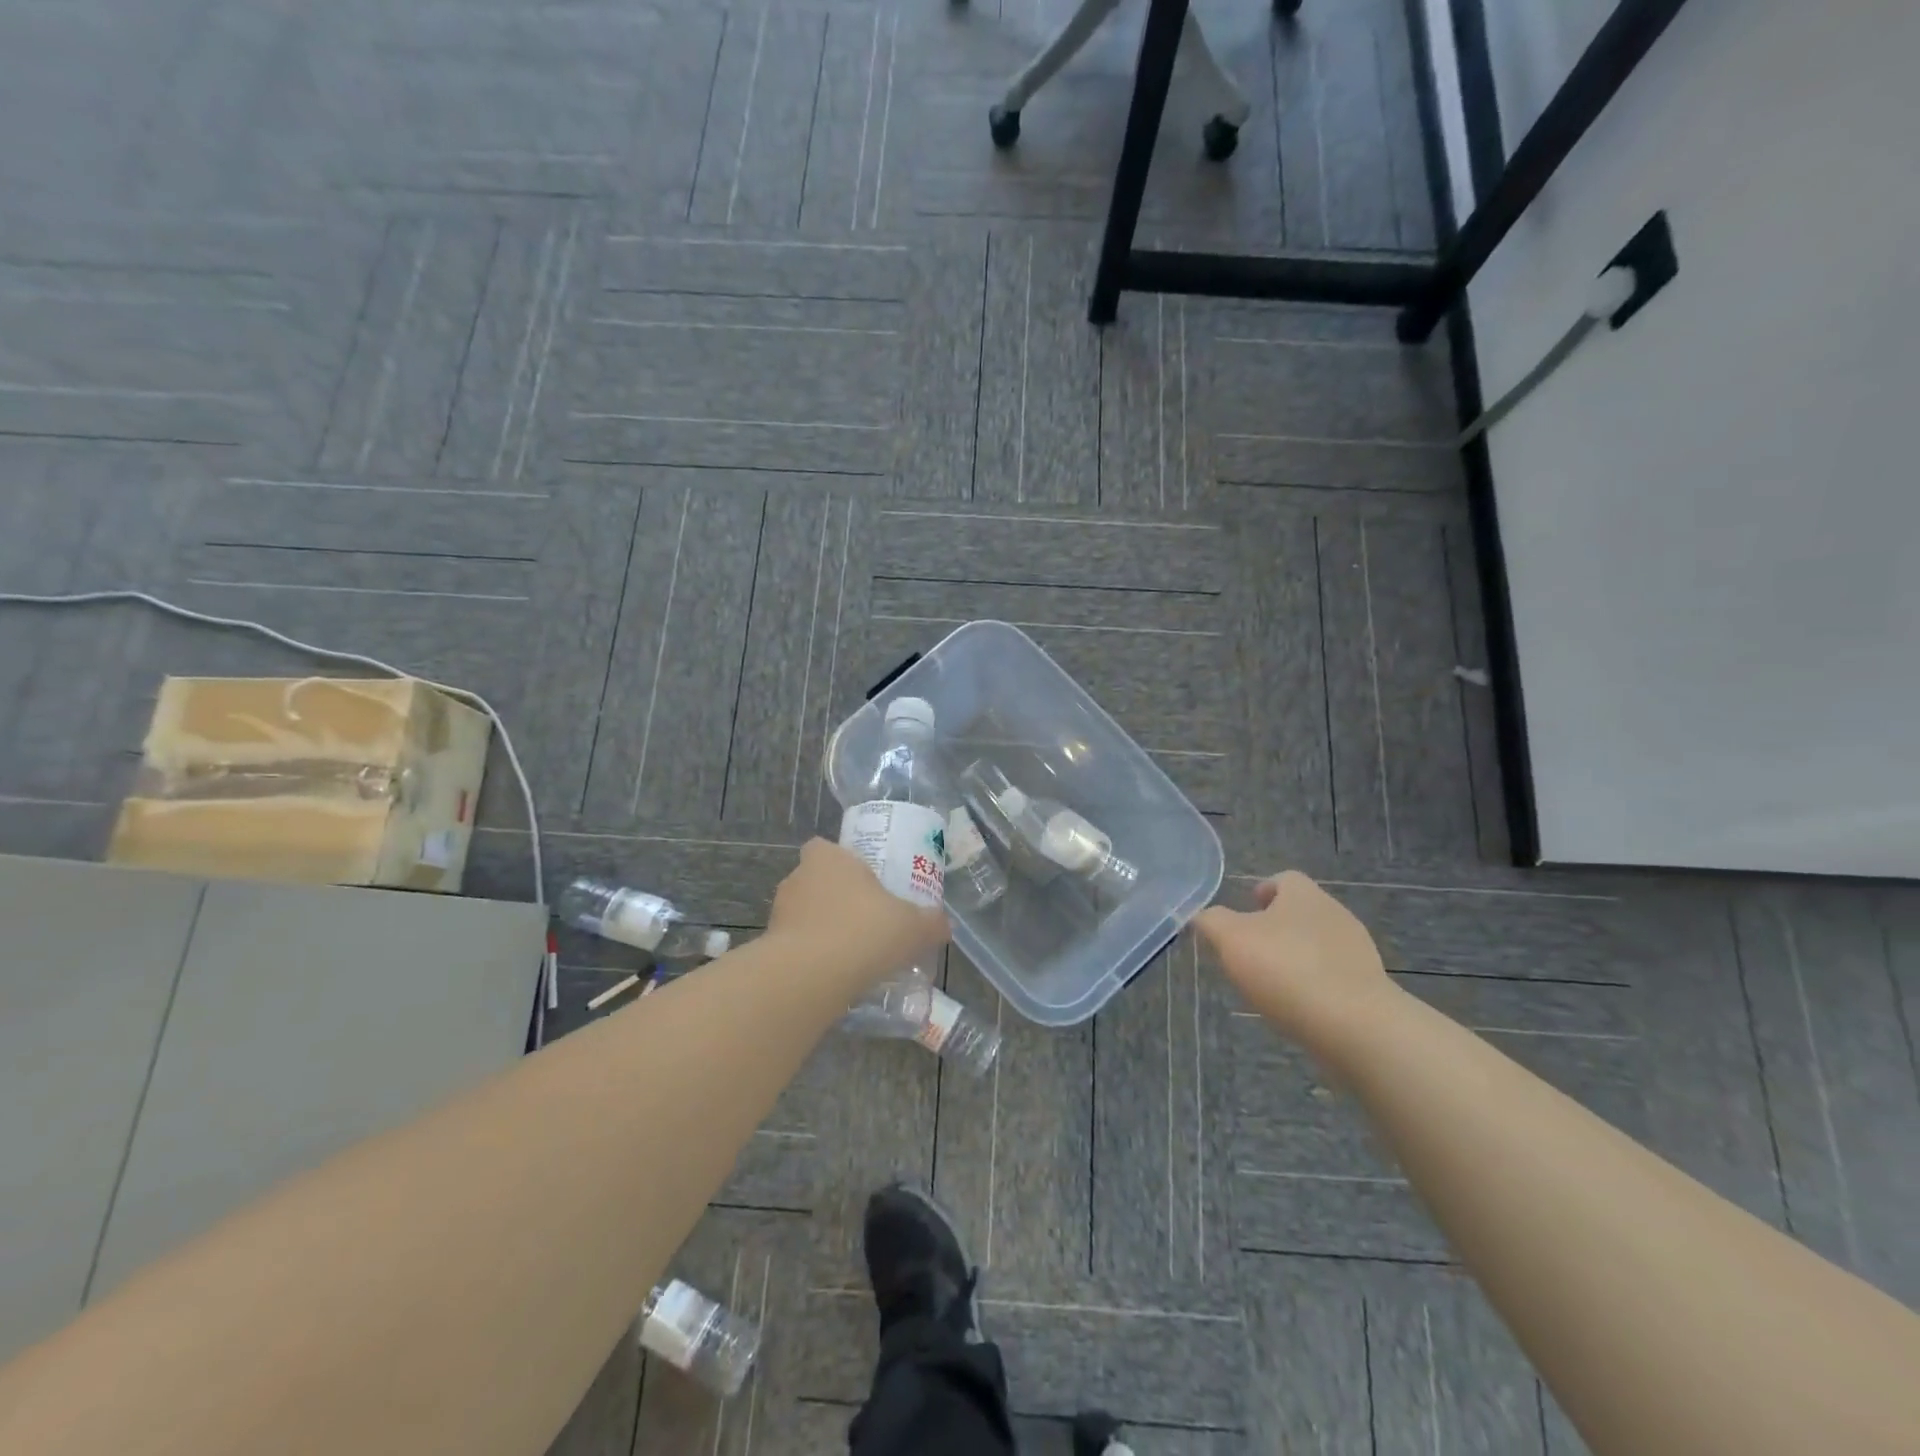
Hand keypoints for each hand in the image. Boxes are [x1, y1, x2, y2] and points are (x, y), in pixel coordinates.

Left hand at [767, 839, 949, 987]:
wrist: (811, 977)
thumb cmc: (865, 931)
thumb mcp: (913, 926)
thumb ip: (931, 922)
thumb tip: (943, 925)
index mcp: (827, 858)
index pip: (825, 848)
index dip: (843, 863)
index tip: (865, 883)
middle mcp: (797, 878)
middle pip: (817, 881)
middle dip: (837, 899)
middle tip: (866, 920)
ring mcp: (779, 913)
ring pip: (804, 915)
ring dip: (823, 929)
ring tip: (852, 954)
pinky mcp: (770, 947)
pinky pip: (796, 946)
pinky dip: (812, 957)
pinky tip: (835, 976)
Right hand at [1194, 871, 1395, 1046]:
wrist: (1355, 1026)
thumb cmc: (1287, 969)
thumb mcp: (1231, 939)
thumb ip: (1212, 921)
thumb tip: (1203, 916)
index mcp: (1304, 895)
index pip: (1284, 879)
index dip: (1262, 891)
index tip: (1244, 914)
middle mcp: (1335, 914)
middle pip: (1301, 912)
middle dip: (1276, 928)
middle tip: (1249, 951)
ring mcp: (1357, 952)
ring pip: (1317, 944)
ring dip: (1295, 957)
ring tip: (1271, 984)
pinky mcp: (1369, 987)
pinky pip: (1333, 976)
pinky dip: (1314, 985)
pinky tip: (1298, 1007)